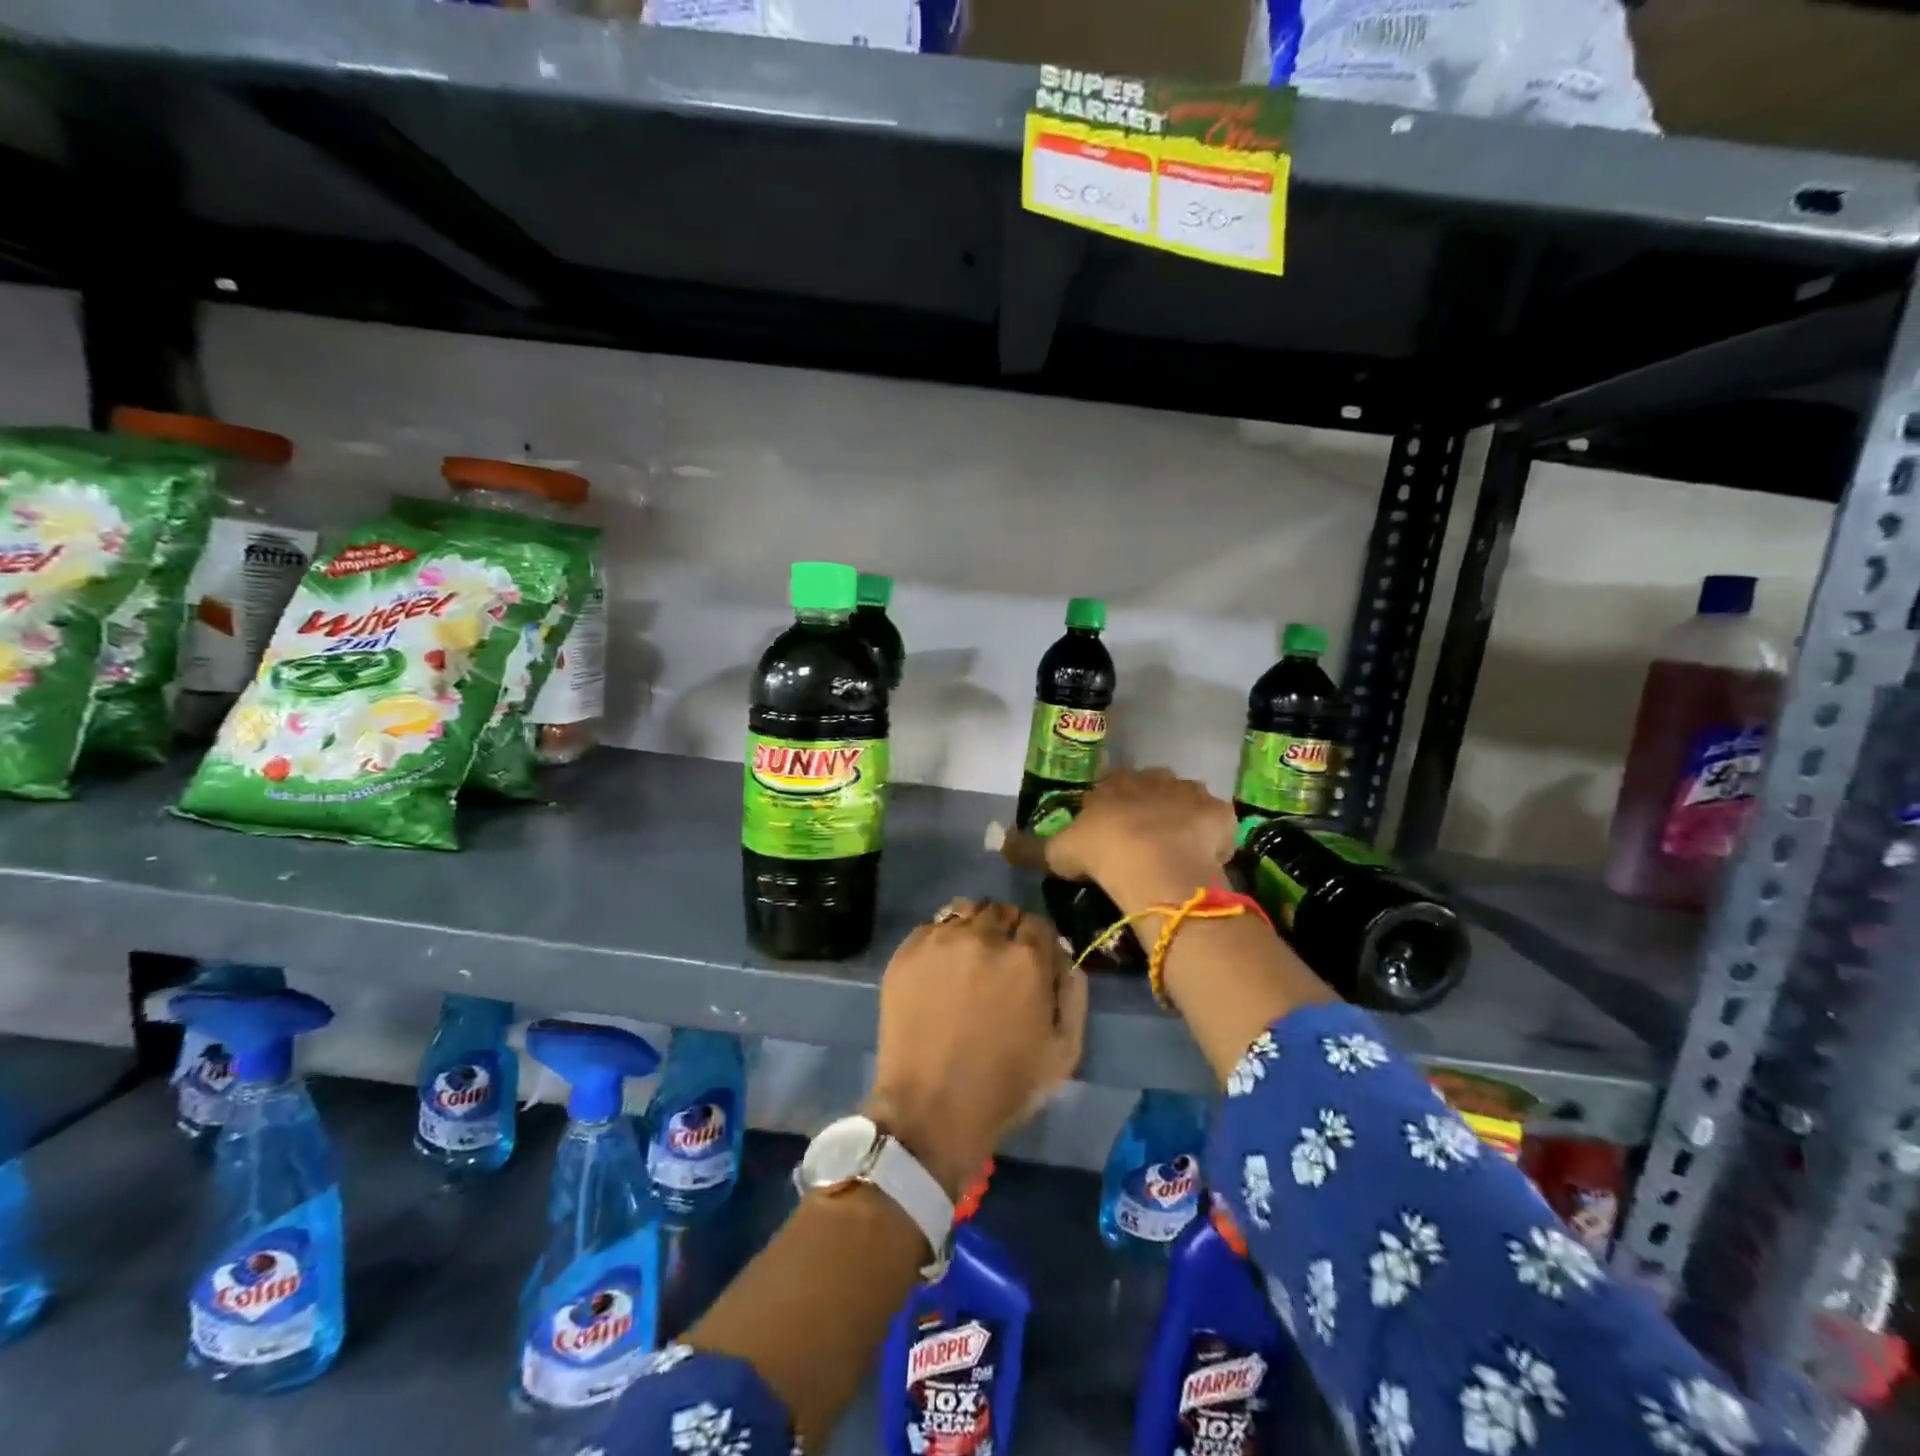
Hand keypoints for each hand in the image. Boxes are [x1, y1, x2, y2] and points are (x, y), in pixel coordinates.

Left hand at [866, 901, 1086, 1200]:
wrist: (930, 1110)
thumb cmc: (1005, 1087)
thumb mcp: (1064, 1052)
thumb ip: (1074, 994)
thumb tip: (1068, 958)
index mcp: (1026, 958)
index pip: (1039, 924)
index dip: (1038, 943)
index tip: (1033, 963)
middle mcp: (984, 937)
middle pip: (1002, 912)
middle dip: (1007, 931)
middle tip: (1000, 964)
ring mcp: (941, 941)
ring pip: (965, 911)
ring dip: (974, 927)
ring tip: (969, 959)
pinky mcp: (907, 952)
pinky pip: (932, 927)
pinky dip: (942, 940)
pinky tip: (940, 970)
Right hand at [1015, 768, 1238, 914]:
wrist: (1155, 863)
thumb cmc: (1102, 851)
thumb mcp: (1056, 852)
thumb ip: (1029, 846)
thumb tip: (998, 841)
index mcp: (1115, 783)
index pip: (1111, 786)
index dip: (1111, 808)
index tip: (1110, 831)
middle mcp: (1153, 778)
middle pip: (1152, 787)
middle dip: (1149, 807)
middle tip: (1144, 841)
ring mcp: (1190, 793)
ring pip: (1186, 800)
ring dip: (1181, 818)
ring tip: (1176, 851)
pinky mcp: (1219, 814)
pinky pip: (1216, 823)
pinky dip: (1212, 837)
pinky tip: (1203, 859)